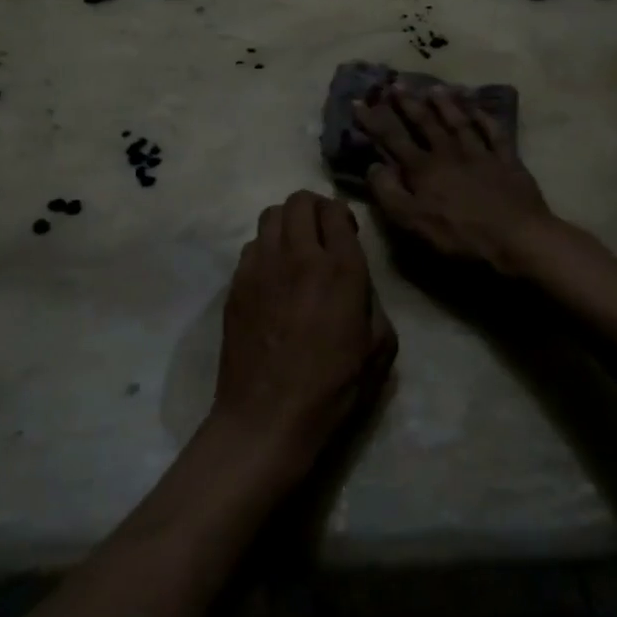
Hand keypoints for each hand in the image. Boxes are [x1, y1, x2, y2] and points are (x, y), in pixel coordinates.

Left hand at [213, 191, 396, 473]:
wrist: (268, 415)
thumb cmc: (332, 387)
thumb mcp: (379, 347)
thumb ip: (373, 302)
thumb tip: (358, 285)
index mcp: (340, 269)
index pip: (335, 210)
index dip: (342, 216)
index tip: (345, 234)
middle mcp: (299, 256)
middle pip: (299, 201)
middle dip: (314, 209)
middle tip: (321, 234)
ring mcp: (261, 266)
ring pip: (271, 215)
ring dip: (287, 223)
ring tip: (294, 250)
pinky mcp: (236, 283)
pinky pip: (252, 245)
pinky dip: (265, 249)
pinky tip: (272, 277)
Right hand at [355, 88, 555, 273]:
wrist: (517, 236)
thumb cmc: (460, 235)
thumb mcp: (413, 222)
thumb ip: (389, 193)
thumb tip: (373, 166)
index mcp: (423, 169)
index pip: (392, 138)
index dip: (374, 120)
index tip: (359, 102)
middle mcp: (448, 152)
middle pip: (425, 122)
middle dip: (408, 103)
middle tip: (395, 84)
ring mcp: (480, 153)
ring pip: (458, 121)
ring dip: (445, 104)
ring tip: (434, 88)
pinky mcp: (507, 160)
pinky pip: (494, 132)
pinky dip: (485, 118)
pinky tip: (479, 108)